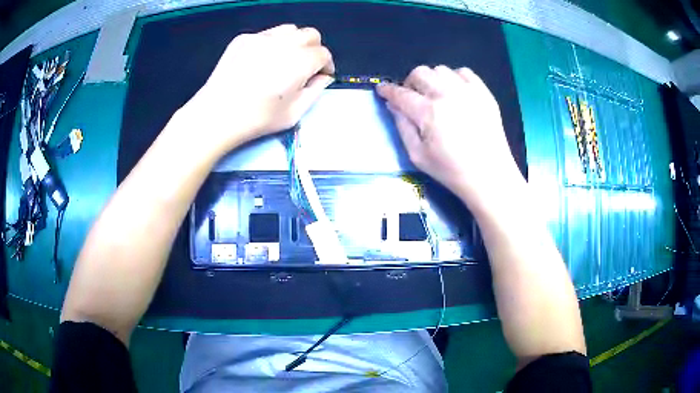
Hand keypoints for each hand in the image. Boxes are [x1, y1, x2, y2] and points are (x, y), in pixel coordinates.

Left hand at [176, 24, 334, 157]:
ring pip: (289, 30)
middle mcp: (284, 43)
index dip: (326, 65)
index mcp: (300, 62)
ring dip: (294, 42)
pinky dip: (272, 43)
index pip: (323, 53)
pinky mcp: (243, 39)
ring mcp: (261, 37)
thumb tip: (323, 77)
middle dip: (314, 49)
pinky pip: (266, 34)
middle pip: (311, 34)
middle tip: (306, 66)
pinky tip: (261, 61)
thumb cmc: (256, 119)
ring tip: (285, 59)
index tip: (321, 75)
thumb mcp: (294, 114)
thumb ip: (315, 91)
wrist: (216, 114)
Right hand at [376, 65, 522, 209]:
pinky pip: (464, 72)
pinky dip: (454, 78)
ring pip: (441, 70)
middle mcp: (447, 94)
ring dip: (432, 79)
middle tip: (412, 97)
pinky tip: (455, 92)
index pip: (401, 93)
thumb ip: (402, 127)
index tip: (382, 89)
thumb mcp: (418, 155)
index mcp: (428, 112)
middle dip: (410, 83)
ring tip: (435, 95)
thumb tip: (393, 106)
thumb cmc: (451, 170)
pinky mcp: (484, 93)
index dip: (388, 90)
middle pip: (420, 73)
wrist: (490, 175)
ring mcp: (468, 91)